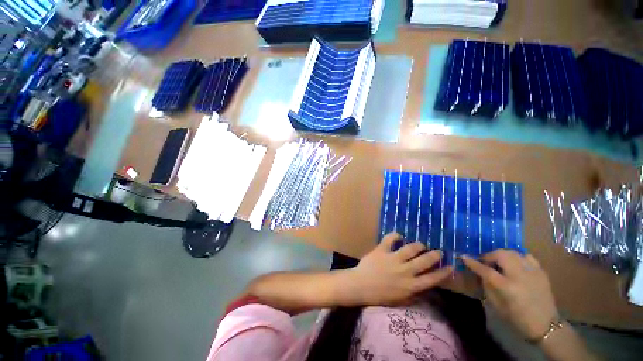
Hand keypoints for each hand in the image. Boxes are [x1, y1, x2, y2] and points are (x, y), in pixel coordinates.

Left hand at [348, 232, 453, 305]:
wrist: (360, 286)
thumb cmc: (380, 295)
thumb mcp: (400, 300)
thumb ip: (413, 293)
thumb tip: (425, 287)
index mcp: (410, 286)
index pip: (432, 279)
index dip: (443, 272)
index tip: (451, 266)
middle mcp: (405, 271)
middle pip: (425, 261)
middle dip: (434, 255)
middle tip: (438, 251)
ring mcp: (393, 259)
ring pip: (410, 248)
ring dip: (418, 245)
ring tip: (421, 244)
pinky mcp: (381, 250)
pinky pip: (390, 239)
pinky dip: (395, 236)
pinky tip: (399, 235)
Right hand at [462, 250, 558, 340]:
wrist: (546, 325)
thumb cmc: (517, 317)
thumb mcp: (497, 305)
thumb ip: (487, 286)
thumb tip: (480, 272)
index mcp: (507, 287)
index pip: (485, 270)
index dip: (472, 262)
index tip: (463, 256)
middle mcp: (520, 276)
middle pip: (501, 255)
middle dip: (489, 255)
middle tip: (485, 261)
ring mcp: (532, 272)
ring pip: (514, 252)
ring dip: (502, 255)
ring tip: (500, 262)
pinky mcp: (541, 271)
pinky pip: (527, 256)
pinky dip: (518, 257)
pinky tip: (515, 264)